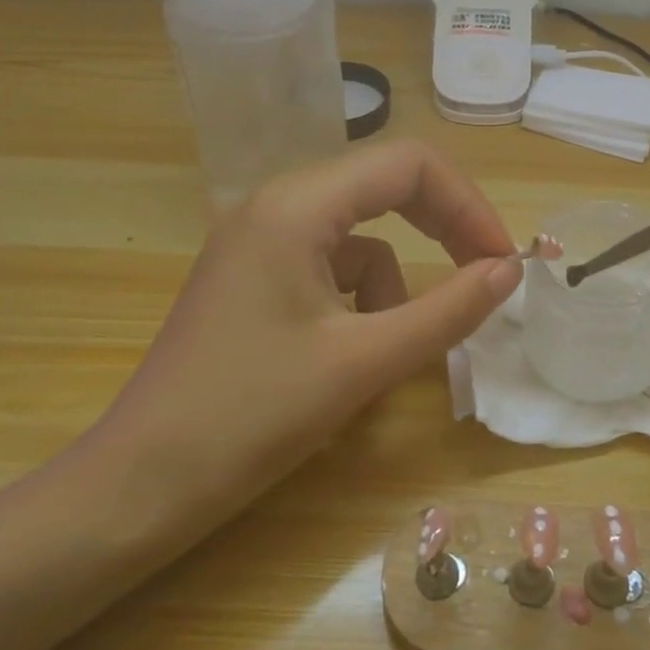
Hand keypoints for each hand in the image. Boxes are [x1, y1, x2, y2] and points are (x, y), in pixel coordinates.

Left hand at [83, 142, 522, 542]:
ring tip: (380, 355)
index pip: (408, 163)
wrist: (140, 486)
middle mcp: (276, 204)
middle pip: (385, 188)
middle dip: (440, 231)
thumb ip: (447, 310)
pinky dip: (357, 304)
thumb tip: (509, 269)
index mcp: (297, 205)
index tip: (500, 262)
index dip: (467, 205)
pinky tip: (343, 359)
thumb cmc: (251, 418)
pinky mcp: (253, 276)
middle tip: (481, 280)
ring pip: (360, 238)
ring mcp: (259, 240)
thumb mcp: (363, 363)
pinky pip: (330, 268)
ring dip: (391, 287)